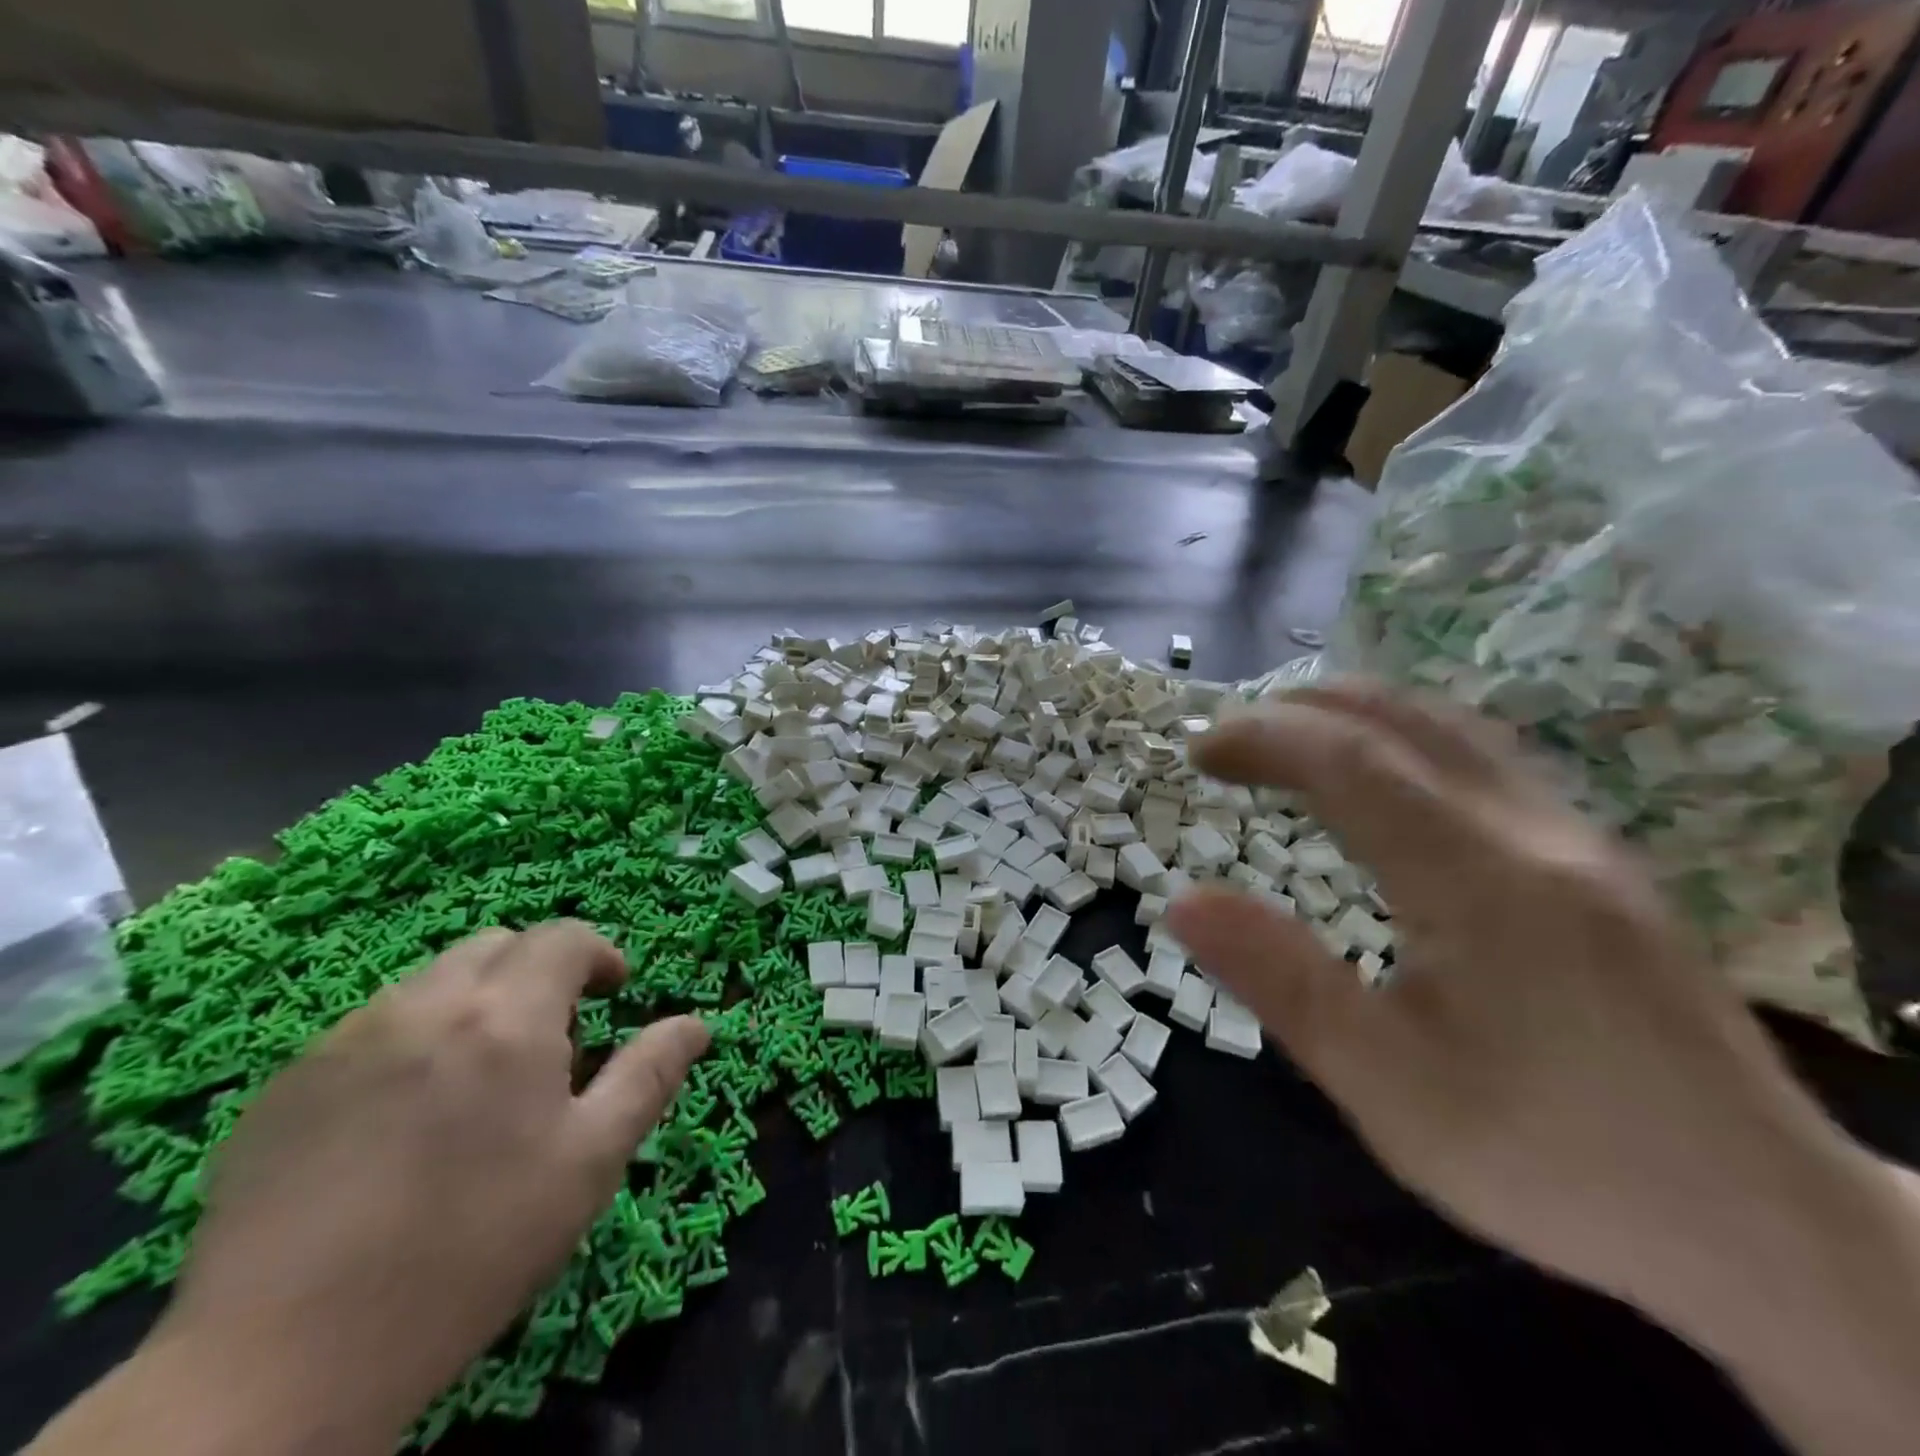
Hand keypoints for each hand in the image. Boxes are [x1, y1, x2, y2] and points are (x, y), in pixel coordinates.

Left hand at [152, 922, 708, 1450]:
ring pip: (431, 981)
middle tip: (551, 1037)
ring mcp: (345, 1040)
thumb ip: (649, 1075)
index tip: (614, 993)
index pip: (563, 938)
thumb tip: (696, 1022)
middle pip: (496, 944)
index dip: (599, 954)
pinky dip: (410, 1040)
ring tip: (478, 1078)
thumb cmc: (473, 1248)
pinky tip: (402, 1120)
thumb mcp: (590, 1161)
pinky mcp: (285, 1085)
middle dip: (537, 970)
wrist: (281, 1363)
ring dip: (474, 1001)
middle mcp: (426, 1005)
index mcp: (507, 1016)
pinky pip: (369, 1028)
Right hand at [1170, 682, 1869, 1325]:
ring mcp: (1582, 840)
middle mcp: (1537, 833)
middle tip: (1227, 743)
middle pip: (1403, 719)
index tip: (1198, 751)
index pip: (1351, 760)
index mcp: (1481, 881)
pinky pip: (1486, 759)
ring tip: (1285, 742)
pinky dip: (1404, 739)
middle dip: (1299, 711)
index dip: (1263, 737)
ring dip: (1353, 716)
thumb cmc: (1553, 1160)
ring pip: (1452, 728)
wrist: (1770, 1231)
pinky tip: (1381, 779)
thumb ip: (1281, 982)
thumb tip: (1181, 901)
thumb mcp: (1388, 1088)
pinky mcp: (1602, 863)